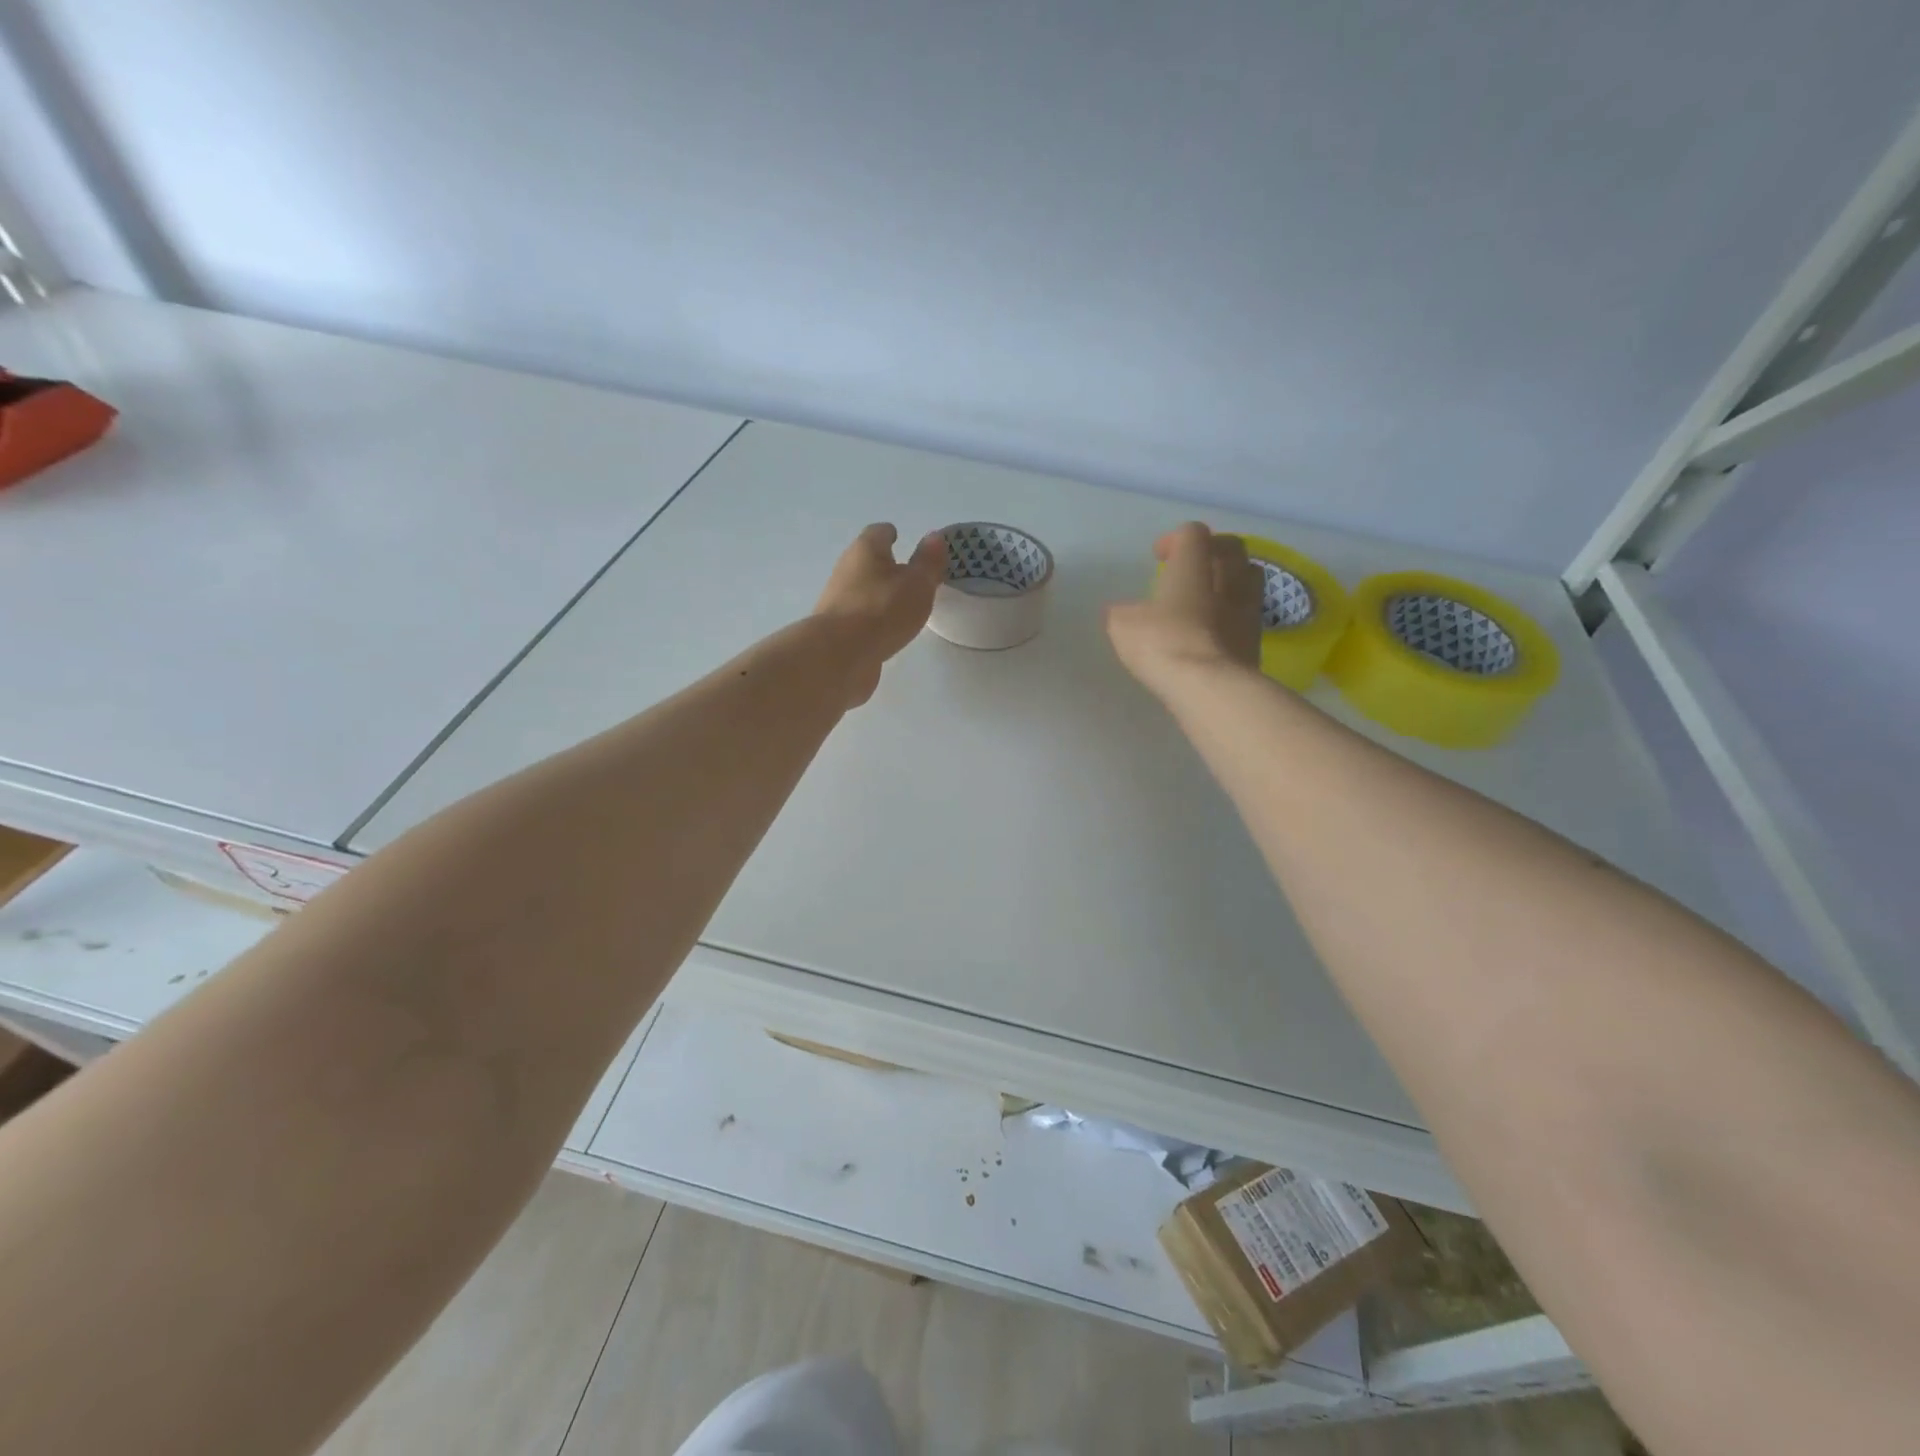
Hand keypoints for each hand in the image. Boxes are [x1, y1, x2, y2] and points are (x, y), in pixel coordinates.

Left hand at [814, 523, 947, 705]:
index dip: (891, 534)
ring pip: (862, 590)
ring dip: (879, 594)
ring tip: (903, 606)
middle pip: (867, 561)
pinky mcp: (836, 629)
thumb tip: (934, 536)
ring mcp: (837, 601)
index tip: (901, 538)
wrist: (840, 655)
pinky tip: (887, 630)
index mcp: (865, 550)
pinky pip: (859, 617)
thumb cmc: (883, 610)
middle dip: (885, 566)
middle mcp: (846, 570)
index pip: (879, 533)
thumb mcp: (917, 584)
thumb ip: (928, 562)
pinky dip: (872, 619)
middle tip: (910, 575)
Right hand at [1106, 522, 1262, 699]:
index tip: (1159, 557)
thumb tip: (1122, 611)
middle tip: (1192, 568)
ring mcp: (1248, 609)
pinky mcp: (1257, 640)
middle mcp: (1228, 579)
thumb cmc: (1163, 644)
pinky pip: (1249, 613)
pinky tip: (1215, 630)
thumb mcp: (1124, 627)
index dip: (1176, 539)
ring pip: (1250, 577)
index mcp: (1193, 567)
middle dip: (1211, 551)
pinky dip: (1234, 613)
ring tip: (1209, 596)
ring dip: (1231, 579)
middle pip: (1231, 548)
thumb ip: (1123, 613)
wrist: (1210, 687)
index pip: (1193, 534)